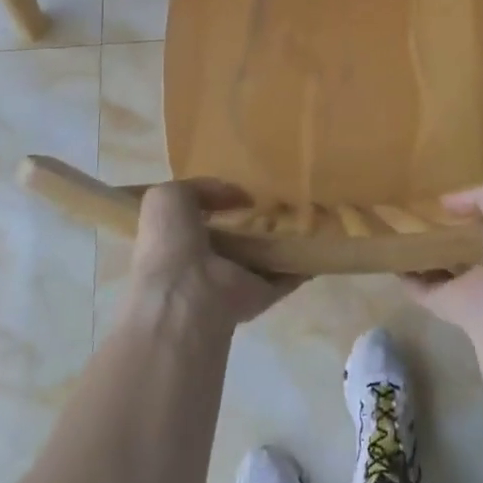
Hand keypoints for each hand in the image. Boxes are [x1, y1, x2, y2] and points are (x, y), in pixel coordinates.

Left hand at [126, 179, 296, 331]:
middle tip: (279, 198)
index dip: (219, 201)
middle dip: (252, 220)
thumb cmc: (170, 243)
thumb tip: (236, 195)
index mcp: (179, 239)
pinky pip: (283, 278)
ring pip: (259, 257)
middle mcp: (204, 262)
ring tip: (304, 216)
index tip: (244, 186)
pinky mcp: (259, 295)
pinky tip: (314, 245)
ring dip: (277, 242)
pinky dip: (299, 266)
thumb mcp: (168, 198)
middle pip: (233, 237)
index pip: (200, 218)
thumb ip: (198, 189)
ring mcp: (232, 281)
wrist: (187, 295)